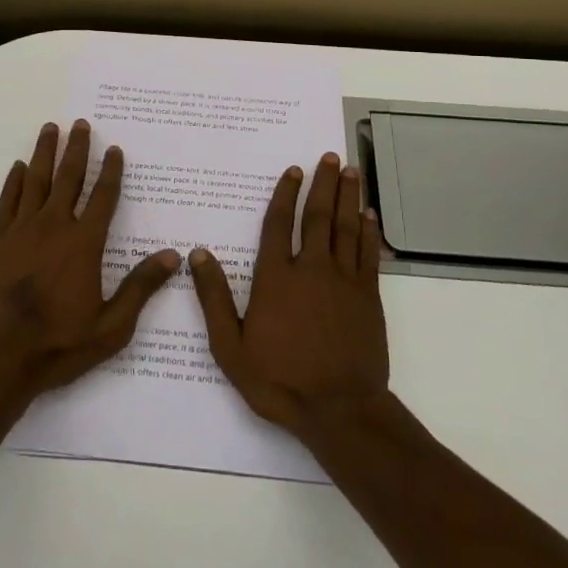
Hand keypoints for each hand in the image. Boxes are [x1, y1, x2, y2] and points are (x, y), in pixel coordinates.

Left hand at [0, 120, 180, 401]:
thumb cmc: (58, 345)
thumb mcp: (111, 326)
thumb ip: (140, 288)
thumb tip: (173, 256)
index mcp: (83, 244)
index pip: (103, 197)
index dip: (111, 171)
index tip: (115, 149)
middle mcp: (53, 227)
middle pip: (68, 178)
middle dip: (77, 149)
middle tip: (81, 123)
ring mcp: (20, 231)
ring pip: (35, 181)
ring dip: (44, 153)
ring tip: (50, 128)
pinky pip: (7, 201)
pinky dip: (13, 182)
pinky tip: (17, 167)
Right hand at [189, 152, 390, 437]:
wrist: (339, 411)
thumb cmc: (279, 380)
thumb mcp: (231, 347)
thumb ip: (214, 299)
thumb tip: (198, 254)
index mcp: (277, 278)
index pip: (279, 224)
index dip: (286, 194)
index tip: (293, 170)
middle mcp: (311, 269)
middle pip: (318, 216)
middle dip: (323, 183)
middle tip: (330, 156)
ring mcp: (344, 281)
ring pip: (346, 228)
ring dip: (349, 197)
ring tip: (352, 171)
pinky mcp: (368, 297)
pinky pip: (369, 254)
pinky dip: (369, 232)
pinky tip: (370, 216)